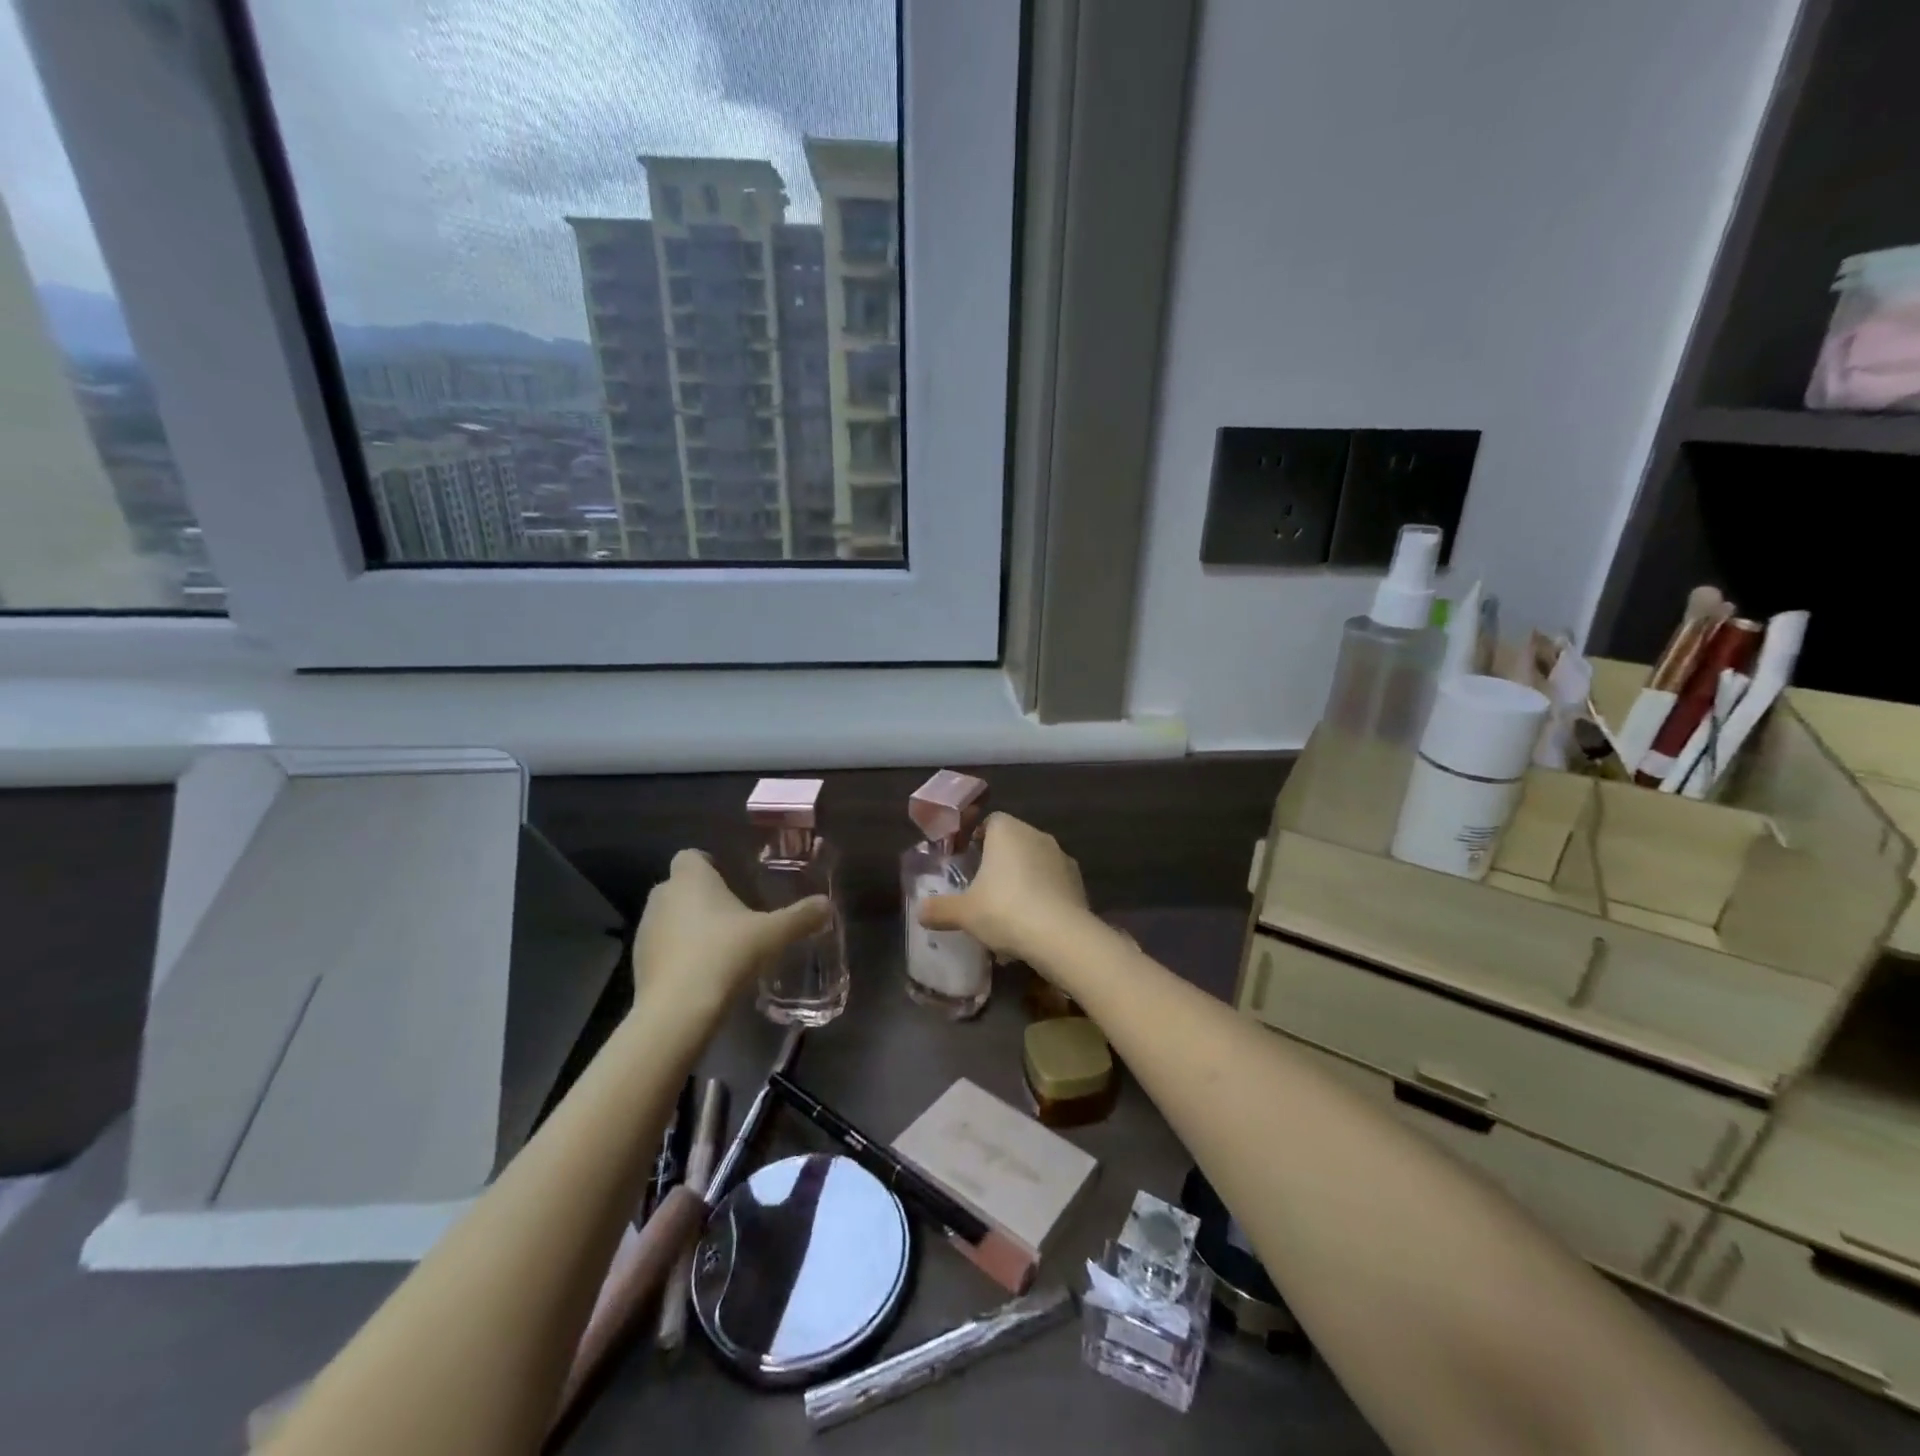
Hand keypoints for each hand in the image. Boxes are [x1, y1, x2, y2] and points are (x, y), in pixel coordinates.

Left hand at [630, 851, 829, 1017]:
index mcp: (691, 878)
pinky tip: (702, 973)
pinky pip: (662, 947)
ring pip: (670, 917)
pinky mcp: (639, 961)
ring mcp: (646, 929)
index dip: (710, 865)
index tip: (732, 883)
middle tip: (734, 916)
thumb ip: (800, 917)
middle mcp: (662, 896)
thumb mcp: (772, 935)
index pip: (692, 856)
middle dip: (703, 897)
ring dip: (689, 926)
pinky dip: (678, 953)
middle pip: (681, 886)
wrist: (677, 1010)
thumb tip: (827, 904)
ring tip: (720, 948)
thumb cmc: (725, 955)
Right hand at [917, 813, 1087, 959]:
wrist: (1060, 935)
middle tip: (983, 890)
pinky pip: (1053, 884)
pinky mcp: (1078, 881)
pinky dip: (1043, 897)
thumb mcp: (964, 912)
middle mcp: (1036, 835)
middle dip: (999, 863)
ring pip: (1035, 864)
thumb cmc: (1004, 910)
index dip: (977, 839)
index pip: (990, 822)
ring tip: (1008, 914)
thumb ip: (940, 909)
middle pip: (1013, 842)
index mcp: (1007, 830)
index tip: (968, 862)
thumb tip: (919, 911)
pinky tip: (1032, 925)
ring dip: (1023, 880)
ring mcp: (1061, 857)